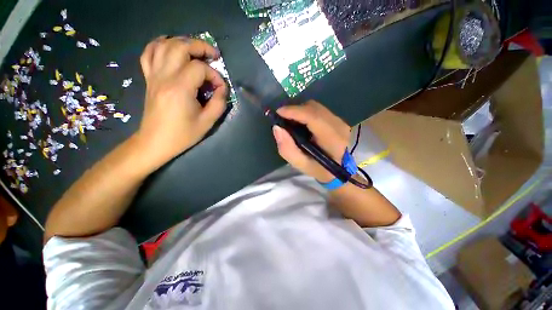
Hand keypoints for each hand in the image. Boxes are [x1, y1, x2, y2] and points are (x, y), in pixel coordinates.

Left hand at [136, 36, 227, 168]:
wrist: (156, 141)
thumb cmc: (183, 134)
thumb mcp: (208, 122)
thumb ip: (219, 103)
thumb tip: (222, 88)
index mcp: (179, 89)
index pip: (199, 69)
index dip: (214, 75)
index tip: (220, 88)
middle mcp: (164, 77)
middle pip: (180, 47)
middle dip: (200, 47)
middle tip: (213, 55)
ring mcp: (153, 75)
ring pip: (164, 45)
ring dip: (182, 42)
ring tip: (195, 50)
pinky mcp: (149, 78)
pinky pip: (149, 53)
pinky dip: (159, 44)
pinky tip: (170, 46)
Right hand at [272, 100, 350, 182]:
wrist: (344, 169)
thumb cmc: (322, 170)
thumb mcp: (302, 165)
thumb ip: (288, 149)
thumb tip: (277, 128)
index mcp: (331, 138)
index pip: (312, 116)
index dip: (294, 111)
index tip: (278, 113)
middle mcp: (337, 124)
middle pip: (313, 107)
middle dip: (294, 110)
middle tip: (283, 119)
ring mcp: (339, 120)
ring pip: (315, 107)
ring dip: (300, 111)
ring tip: (291, 122)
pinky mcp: (337, 119)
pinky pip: (318, 110)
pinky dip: (306, 113)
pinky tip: (301, 124)